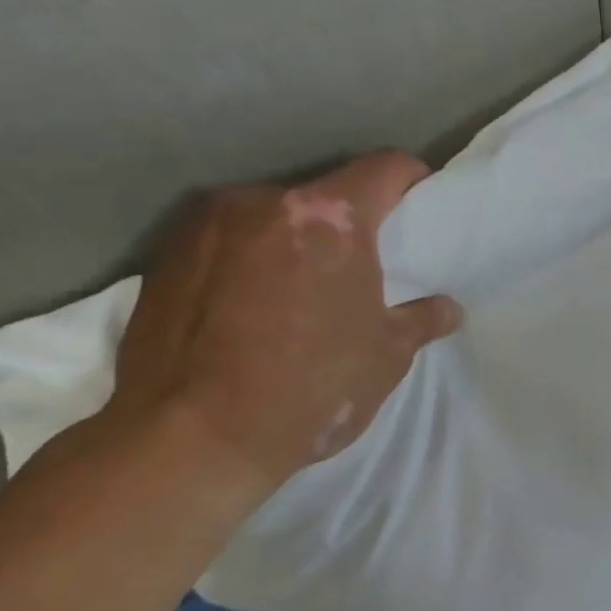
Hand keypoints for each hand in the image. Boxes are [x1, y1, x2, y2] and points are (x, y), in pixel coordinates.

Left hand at [110, 150, 461, 492]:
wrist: (186, 443)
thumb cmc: (308, 390)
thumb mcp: (385, 357)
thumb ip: (421, 320)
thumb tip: (447, 309)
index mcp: (330, 218)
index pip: (385, 168)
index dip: (411, 179)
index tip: (418, 203)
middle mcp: (264, 202)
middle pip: (325, 192)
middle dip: (347, 219)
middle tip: (359, 262)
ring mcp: (207, 225)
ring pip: (271, 214)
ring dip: (293, 237)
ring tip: (297, 287)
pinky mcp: (163, 255)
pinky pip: (225, 239)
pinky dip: (246, 257)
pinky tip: (249, 305)